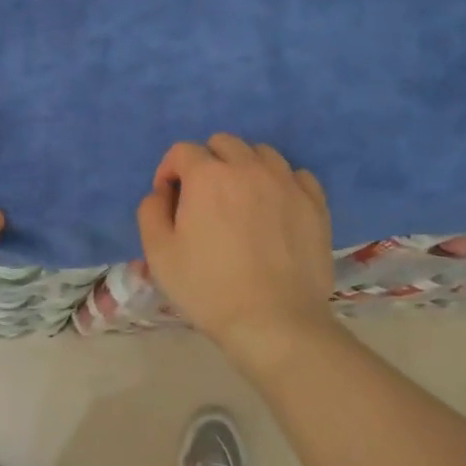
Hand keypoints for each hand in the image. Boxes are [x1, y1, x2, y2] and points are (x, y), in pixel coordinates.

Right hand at [136, 135, 335, 361]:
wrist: (274, 322)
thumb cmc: (209, 288)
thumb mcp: (158, 253)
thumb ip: (151, 211)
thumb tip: (162, 193)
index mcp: (207, 176)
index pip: (182, 151)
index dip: (169, 171)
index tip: (169, 199)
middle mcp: (248, 168)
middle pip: (223, 143)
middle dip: (207, 162)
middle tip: (203, 198)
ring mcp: (287, 183)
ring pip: (261, 153)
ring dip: (244, 167)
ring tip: (242, 199)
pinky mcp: (315, 204)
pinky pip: (297, 175)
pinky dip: (282, 183)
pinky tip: (276, 207)